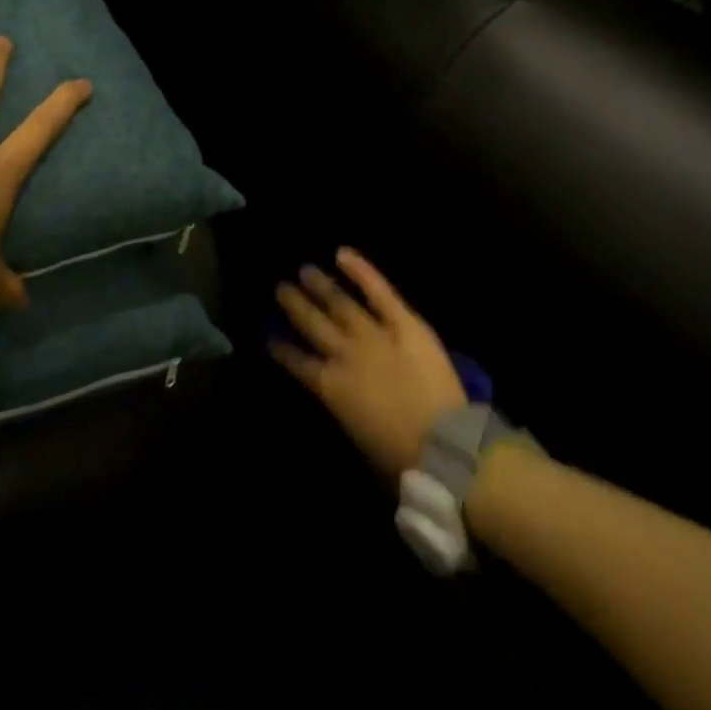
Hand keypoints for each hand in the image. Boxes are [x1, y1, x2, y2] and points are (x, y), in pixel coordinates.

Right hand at [272, 249, 465, 475]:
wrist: (441, 445)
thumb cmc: (400, 456)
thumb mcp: (358, 438)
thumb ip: (344, 409)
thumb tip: (340, 397)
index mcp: (331, 388)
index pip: (298, 364)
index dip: (282, 350)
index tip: (269, 336)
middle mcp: (344, 355)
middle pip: (313, 325)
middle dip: (295, 306)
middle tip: (280, 288)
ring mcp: (372, 334)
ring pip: (338, 304)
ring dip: (320, 286)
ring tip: (304, 270)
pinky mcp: (403, 323)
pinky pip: (378, 291)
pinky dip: (361, 270)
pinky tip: (341, 253)